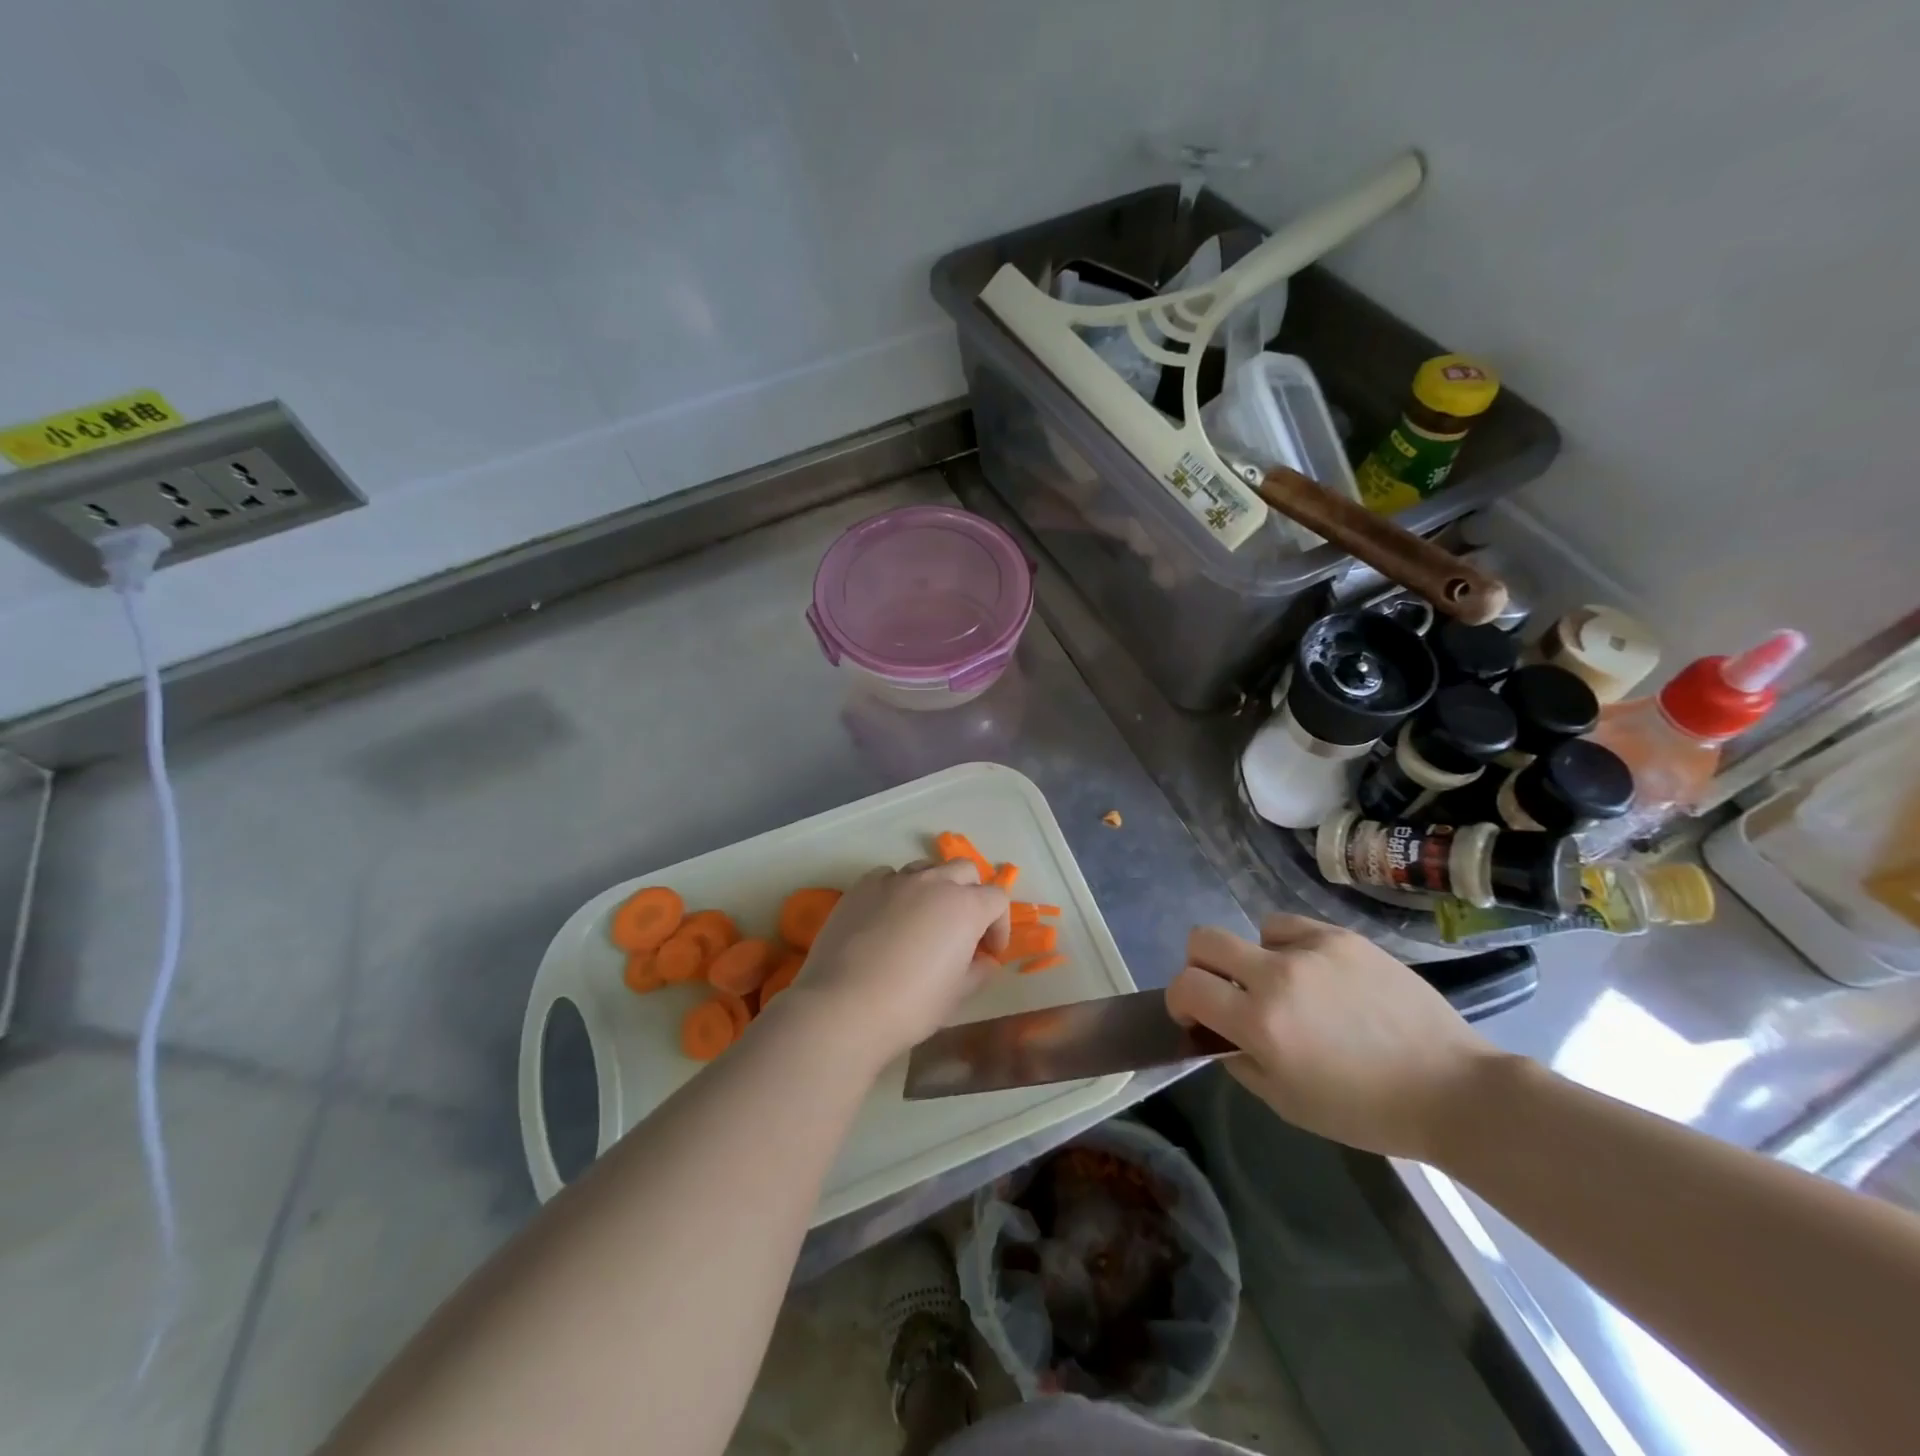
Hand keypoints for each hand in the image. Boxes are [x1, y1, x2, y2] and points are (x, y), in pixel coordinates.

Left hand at [777, 860, 1009, 1070]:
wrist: (844, 1006)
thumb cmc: (911, 1006)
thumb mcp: (957, 995)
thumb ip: (978, 970)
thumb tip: (983, 960)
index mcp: (965, 907)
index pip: (997, 899)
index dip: (999, 924)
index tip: (989, 951)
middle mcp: (933, 883)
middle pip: (964, 870)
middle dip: (971, 894)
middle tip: (962, 927)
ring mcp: (894, 880)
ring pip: (925, 869)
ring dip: (933, 887)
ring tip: (923, 919)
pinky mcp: (862, 886)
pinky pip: (888, 877)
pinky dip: (896, 891)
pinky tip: (886, 918)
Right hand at [1165, 915, 1505, 1159]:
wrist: (1452, 1089)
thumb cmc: (1365, 1110)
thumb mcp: (1287, 1103)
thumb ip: (1239, 1061)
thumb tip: (1218, 1033)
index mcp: (1260, 1023)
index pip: (1187, 986)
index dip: (1179, 1000)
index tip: (1193, 1016)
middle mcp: (1277, 976)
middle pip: (1203, 940)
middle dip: (1199, 965)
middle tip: (1224, 992)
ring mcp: (1313, 950)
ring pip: (1251, 931)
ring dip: (1253, 958)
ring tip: (1287, 986)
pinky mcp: (1343, 937)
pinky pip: (1294, 928)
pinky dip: (1290, 947)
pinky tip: (1317, 975)